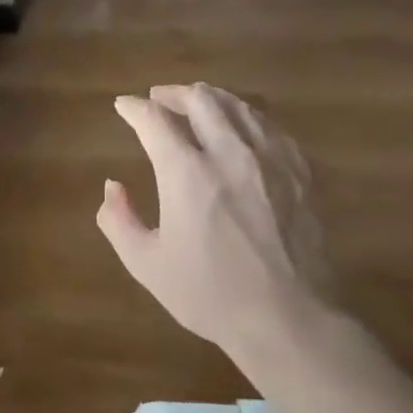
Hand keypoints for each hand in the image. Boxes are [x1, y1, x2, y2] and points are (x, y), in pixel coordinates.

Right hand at [97, 82, 328, 364]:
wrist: (290, 319)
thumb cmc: (210, 294)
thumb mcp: (147, 264)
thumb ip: (118, 220)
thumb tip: (113, 186)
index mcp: (187, 173)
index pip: (154, 120)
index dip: (133, 108)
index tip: (123, 106)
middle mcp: (230, 153)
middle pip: (201, 99)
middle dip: (173, 93)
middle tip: (158, 99)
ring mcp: (270, 160)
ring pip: (239, 106)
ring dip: (210, 99)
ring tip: (197, 105)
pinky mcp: (300, 173)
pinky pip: (270, 127)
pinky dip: (246, 118)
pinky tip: (242, 129)